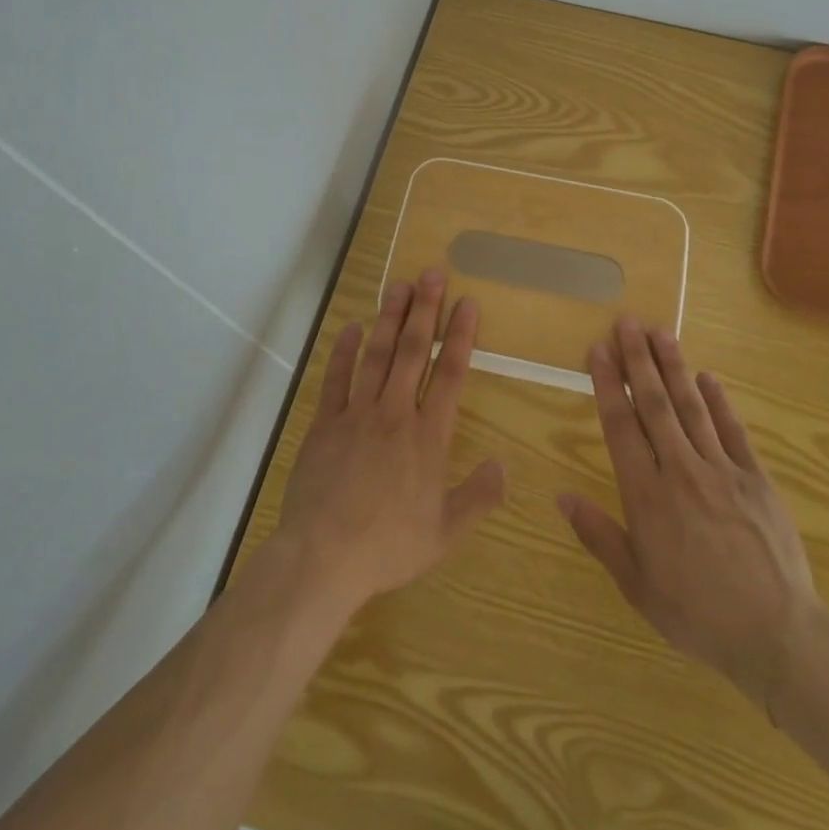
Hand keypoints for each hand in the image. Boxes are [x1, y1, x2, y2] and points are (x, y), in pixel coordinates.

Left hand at [274, 268, 507, 614]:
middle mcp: (395, 414)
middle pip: (412, 352)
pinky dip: (344, 351)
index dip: (460, 336)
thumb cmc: (389, 546)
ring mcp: (357, 414)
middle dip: (425, 310)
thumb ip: (479, 496)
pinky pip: (336, 379)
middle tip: (432, 273)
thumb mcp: (445, 532)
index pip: (449, 374)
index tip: (467, 303)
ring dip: (388, 318)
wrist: (324, 556)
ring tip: (398, 285)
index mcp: (428, 436)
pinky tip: (351, 327)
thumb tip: (504, 462)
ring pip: (376, 355)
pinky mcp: (325, 423)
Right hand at [558, 316, 826, 707]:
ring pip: (692, 407)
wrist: (778, 635)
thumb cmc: (698, 613)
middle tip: (628, 322)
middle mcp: (681, 470)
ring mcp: (723, 470)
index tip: (598, 350)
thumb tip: (563, 495)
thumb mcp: (637, 584)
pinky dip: (719, 401)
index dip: (608, 384)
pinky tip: (708, 377)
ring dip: (674, 367)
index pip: (621, 425)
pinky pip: (734, 431)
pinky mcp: (757, 479)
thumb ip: (599, 535)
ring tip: (661, 333)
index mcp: (647, 494)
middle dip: (639, 360)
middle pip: (655, 404)